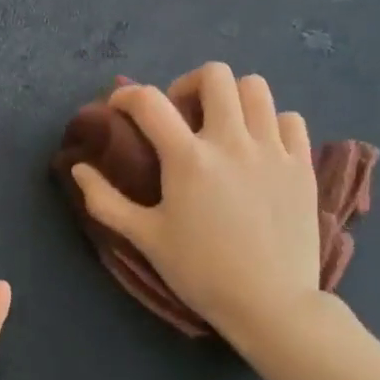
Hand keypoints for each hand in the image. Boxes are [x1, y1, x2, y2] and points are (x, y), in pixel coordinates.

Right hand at [69, 63, 323, 346]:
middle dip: (188, 84)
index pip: (150, 102)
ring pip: (256, 88)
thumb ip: (106, 201)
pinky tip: (258, 147)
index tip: (119, 108)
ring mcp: (273, 150)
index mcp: (188, 159)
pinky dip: (270, 122)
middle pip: (214, 76)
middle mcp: (232, 141)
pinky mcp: (301, 165)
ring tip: (221, 124)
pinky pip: (290, 119)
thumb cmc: (201, 272)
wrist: (270, 303)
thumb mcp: (145, 238)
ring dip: (231, 97)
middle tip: (180, 113)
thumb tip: (78, 169)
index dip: (127, 96)